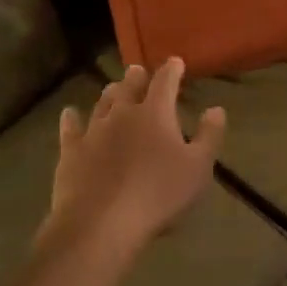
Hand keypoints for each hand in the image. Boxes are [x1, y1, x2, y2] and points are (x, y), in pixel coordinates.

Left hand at [45, 58, 225, 260]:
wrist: (101, 223)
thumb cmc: (158, 195)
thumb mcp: (198, 169)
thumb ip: (209, 136)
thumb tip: (216, 109)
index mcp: (155, 113)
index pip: (164, 82)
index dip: (171, 70)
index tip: (175, 62)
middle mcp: (122, 113)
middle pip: (129, 87)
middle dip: (136, 77)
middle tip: (137, 71)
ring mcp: (93, 131)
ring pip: (102, 103)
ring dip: (110, 93)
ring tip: (113, 87)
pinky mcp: (71, 151)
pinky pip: (71, 127)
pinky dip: (72, 118)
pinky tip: (70, 113)